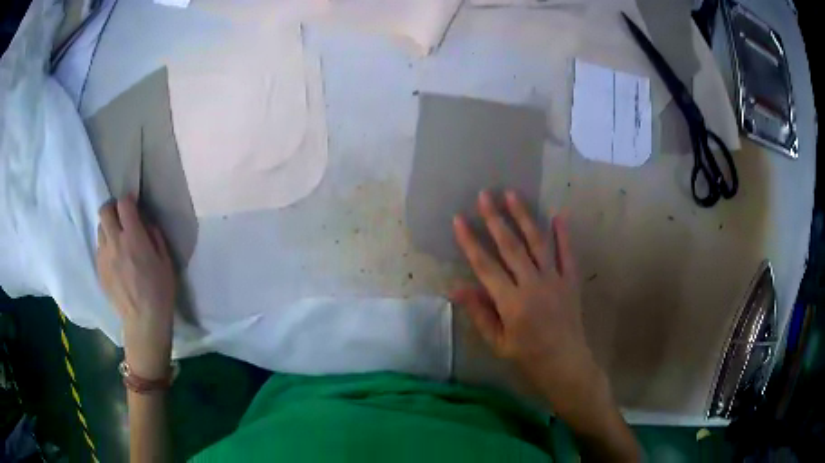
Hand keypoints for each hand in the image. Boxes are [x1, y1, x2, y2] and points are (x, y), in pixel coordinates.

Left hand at [97, 196, 175, 379]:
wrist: (143, 321)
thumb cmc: (160, 291)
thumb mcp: (165, 260)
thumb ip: (154, 236)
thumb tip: (144, 223)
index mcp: (133, 237)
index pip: (123, 204)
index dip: (128, 200)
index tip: (133, 206)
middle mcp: (114, 242)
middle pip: (104, 210)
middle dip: (112, 209)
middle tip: (121, 218)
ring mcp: (104, 256)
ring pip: (100, 229)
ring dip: (108, 228)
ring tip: (117, 241)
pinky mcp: (99, 270)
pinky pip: (99, 248)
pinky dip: (106, 247)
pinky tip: (115, 260)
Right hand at [451, 191, 605, 417]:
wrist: (565, 362)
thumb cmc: (526, 355)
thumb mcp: (497, 341)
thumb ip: (479, 312)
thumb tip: (456, 286)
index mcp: (511, 302)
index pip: (485, 265)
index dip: (470, 241)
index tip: (459, 219)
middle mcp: (532, 285)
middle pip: (511, 246)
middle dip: (495, 218)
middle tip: (485, 194)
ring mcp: (554, 280)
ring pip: (538, 242)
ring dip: (524, 217)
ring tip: (513, 194)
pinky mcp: (570, 280)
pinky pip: (567, 253)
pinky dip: (563, 234)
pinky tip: (558, 214)